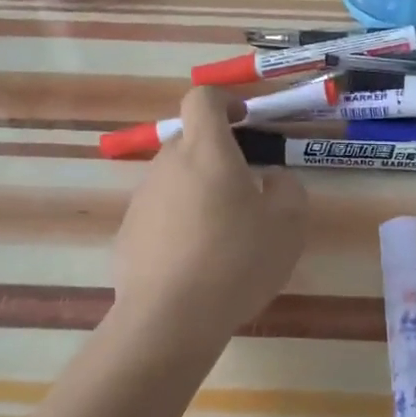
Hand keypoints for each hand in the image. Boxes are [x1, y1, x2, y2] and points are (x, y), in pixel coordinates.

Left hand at [111, 86, 308, 339]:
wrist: (171, 317)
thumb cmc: (237, 260)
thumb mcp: (288, 224)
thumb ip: (288, 189)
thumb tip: (272, 179)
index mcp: (206, 152)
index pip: (202, 99)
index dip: (224, 100)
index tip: (244, 119)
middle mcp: (167, 165)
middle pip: (190, 142)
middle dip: (218, 155)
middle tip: (246, 190)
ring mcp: (142, 199)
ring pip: (175, 180)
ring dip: (199, 191)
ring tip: (223, 235)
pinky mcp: (128, 233)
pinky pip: (160, 214)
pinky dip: (179, 224)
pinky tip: (196, 262)